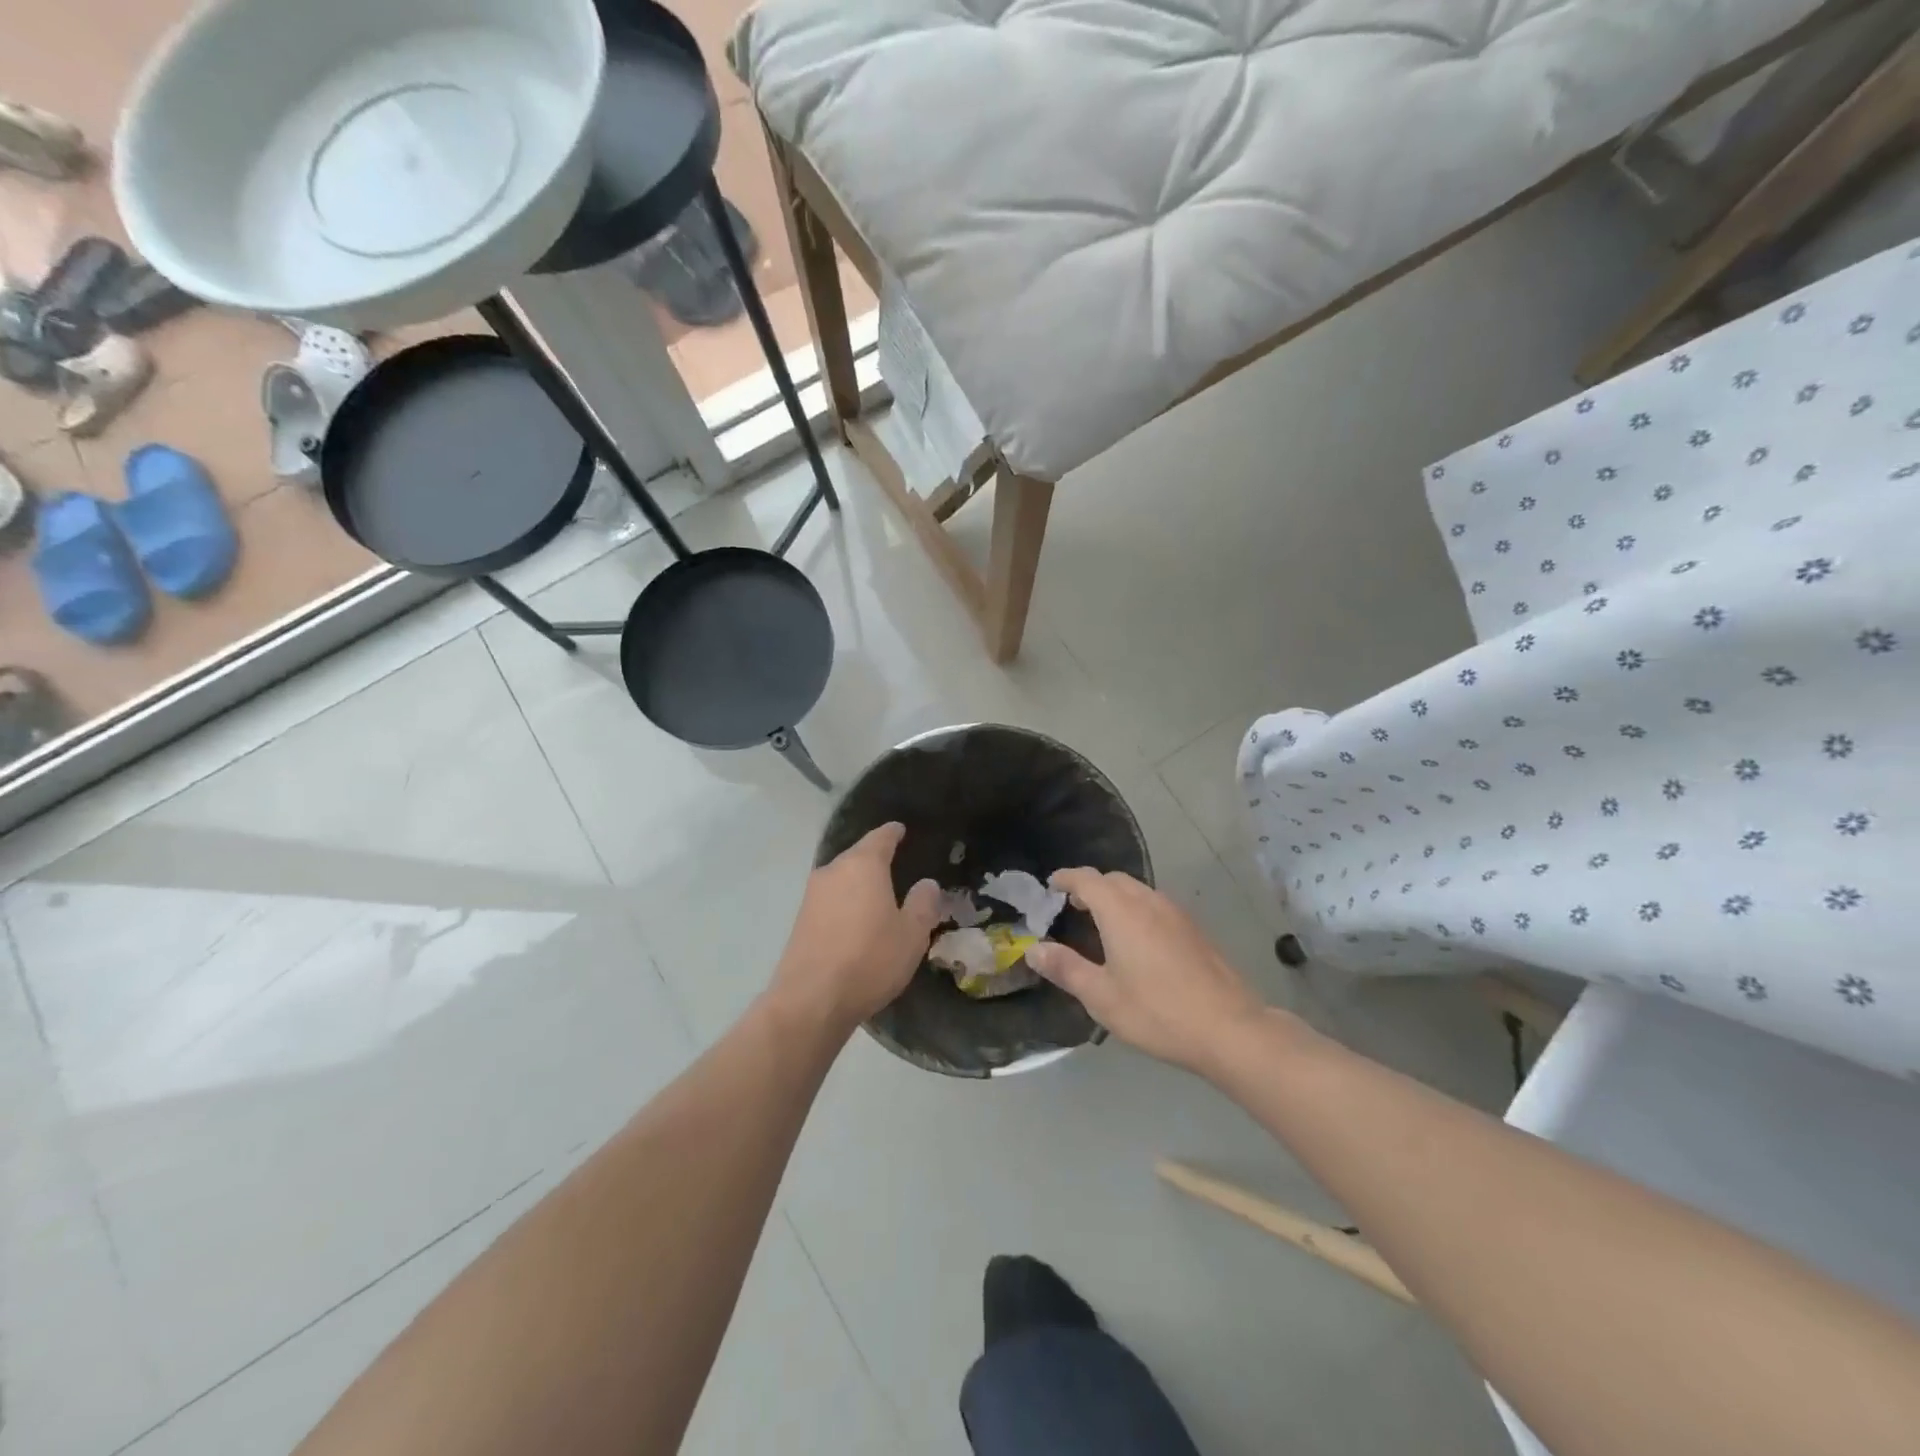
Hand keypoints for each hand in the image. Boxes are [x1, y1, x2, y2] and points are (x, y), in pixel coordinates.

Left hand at [771, 823, 943, 1033]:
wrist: (812, 1000)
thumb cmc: (870, 959)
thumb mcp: (912, 934)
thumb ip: (923, 904)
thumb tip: (926, 884)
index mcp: (863, 865)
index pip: (880, 837)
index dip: (893, 833)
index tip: (900, 830)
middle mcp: (833, 871)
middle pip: (857, 856)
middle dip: (875, 859)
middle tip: (897, 867)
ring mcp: (812, 895)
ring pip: (842, 879)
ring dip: (859, 884)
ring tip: (878, 896)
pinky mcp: (800, 920)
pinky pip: (831, 901)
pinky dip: (846, 903)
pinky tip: (856, 921)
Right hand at [1027, 869, 1269, 1075]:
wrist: (1229, 1028)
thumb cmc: (1157, 1011)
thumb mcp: (1101, 996)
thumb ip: (1065, 968)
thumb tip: (1033, 949)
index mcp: (1120, 911)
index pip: (1087, 879)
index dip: (1066, 878)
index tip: (1051, 885)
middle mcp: (1148, 901)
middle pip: (1114, 880)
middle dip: (1091, 887)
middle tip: (1073, 907)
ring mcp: (1176, 913)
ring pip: (1138, 891)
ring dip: (1116, 897)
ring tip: (1102, 923)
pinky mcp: (1194, 929)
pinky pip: (1156, 905)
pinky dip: (1137, 909)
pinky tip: (1138, 941)